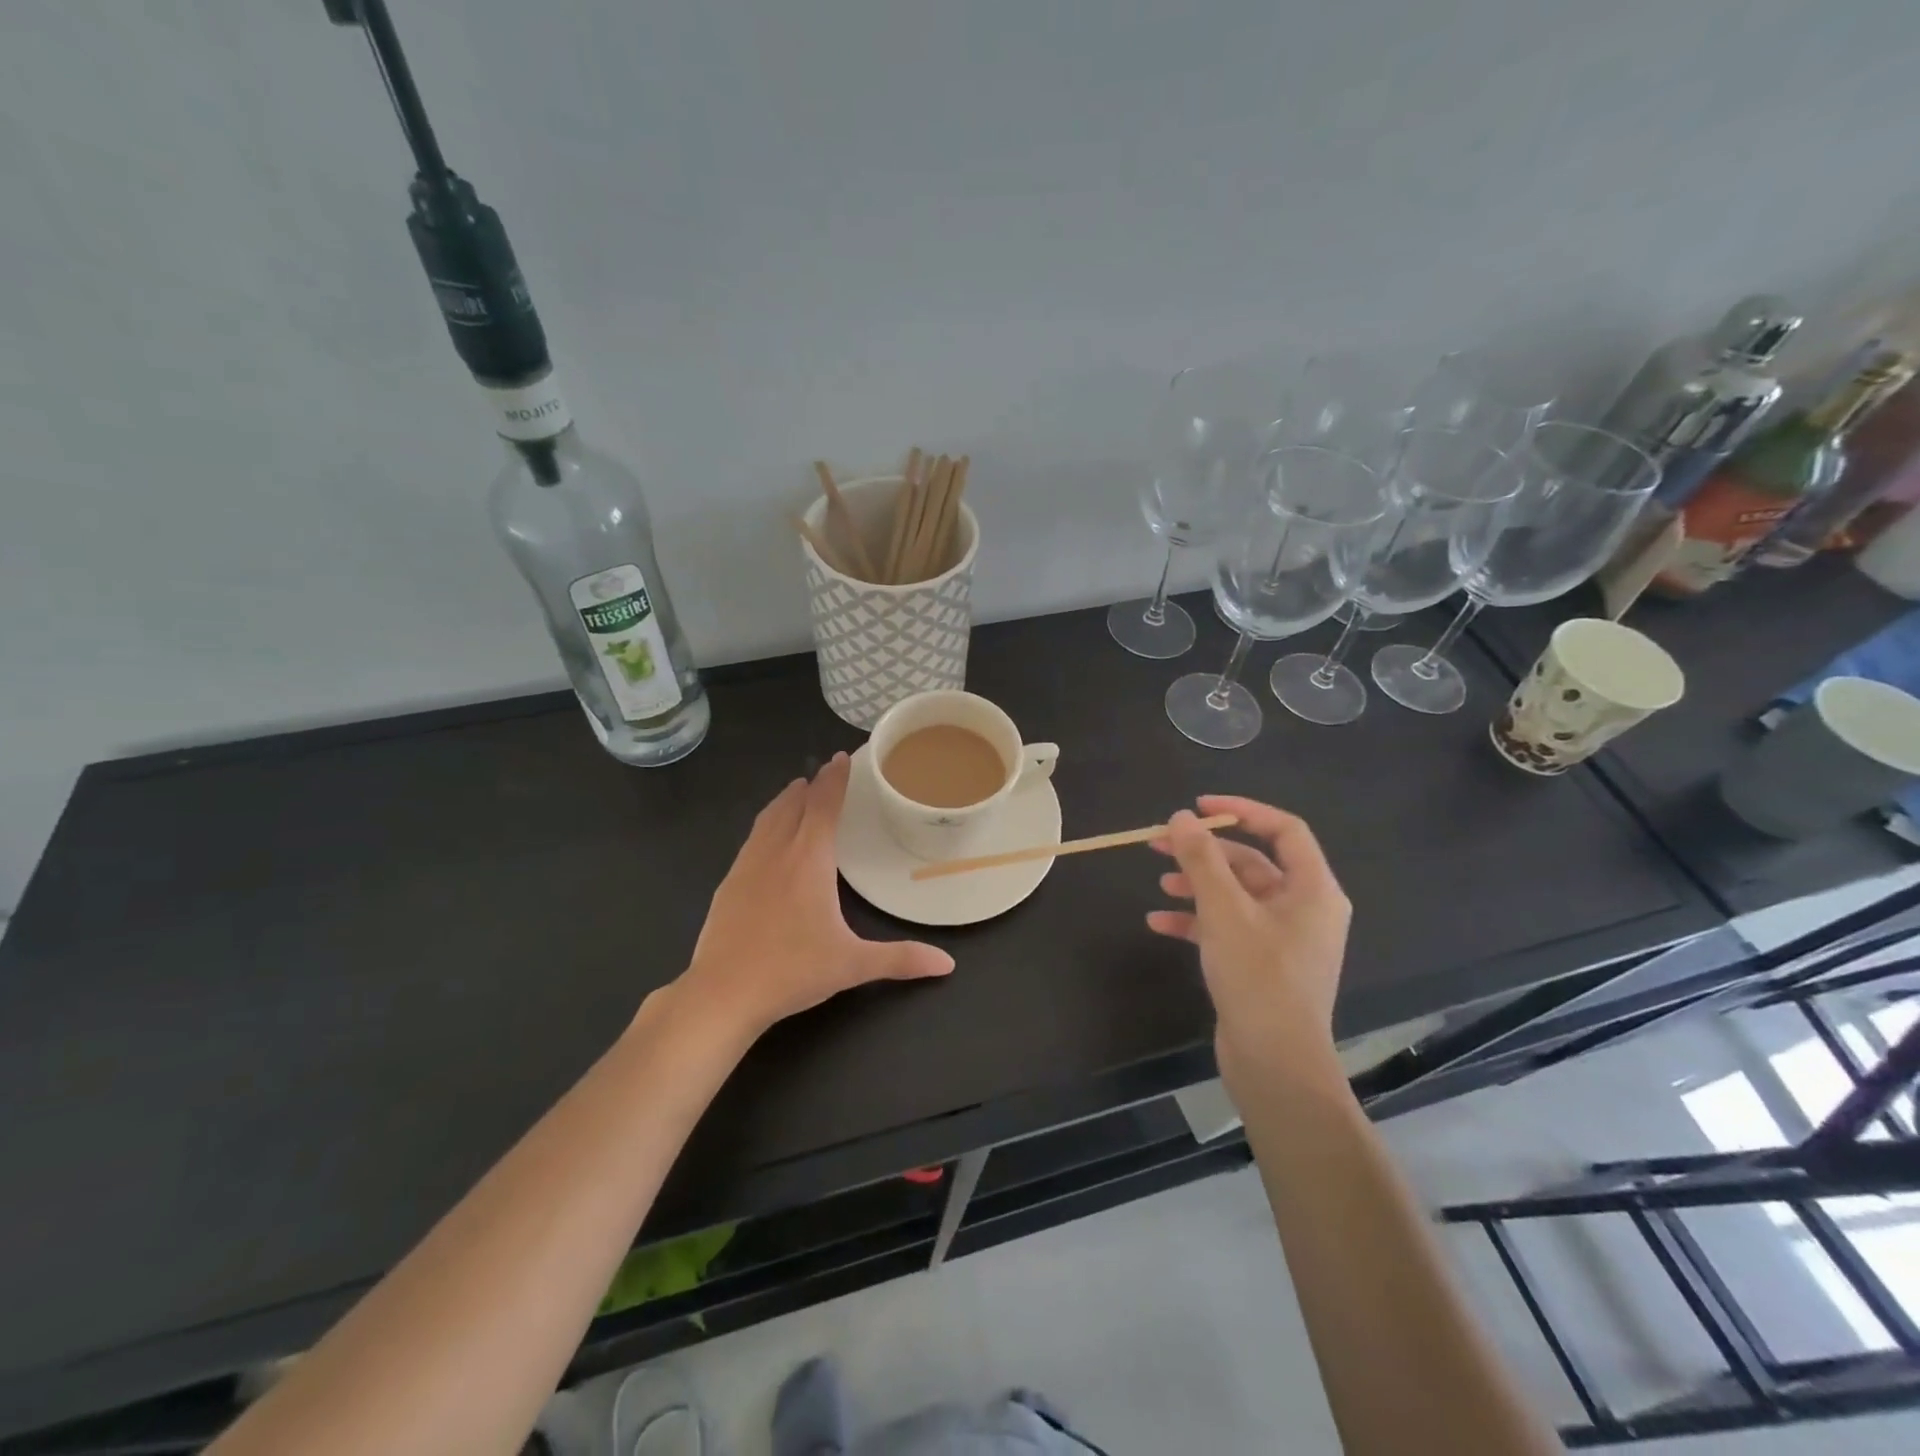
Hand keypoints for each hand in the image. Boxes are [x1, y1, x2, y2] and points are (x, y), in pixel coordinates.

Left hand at [674, 753, 953, 1039]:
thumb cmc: (792, 971)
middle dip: (810, 785)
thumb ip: (901, 959)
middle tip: (824, 772)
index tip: (841, 758)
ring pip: (767, 819)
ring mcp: (746, 867)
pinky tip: (766, 840)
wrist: (722, 993)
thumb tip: (947, 964)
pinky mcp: (727, 885)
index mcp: (809, 860)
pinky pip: (750, 840)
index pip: (823, 806)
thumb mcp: (852, 965)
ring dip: (784, 801)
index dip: (834, 780)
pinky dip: (765, 825)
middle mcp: (776, 852)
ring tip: (795, 792)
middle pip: (793, 805)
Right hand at [1149, 796, 1351, 1090]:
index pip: (1283, 830)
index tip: (1198, 806)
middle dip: (1205, 852)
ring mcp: (1283, 938)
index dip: (1241, 811)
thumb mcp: (1224, 910)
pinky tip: (1159, 923)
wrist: (1275, 1063)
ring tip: (1160, 884)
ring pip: (1236, 895)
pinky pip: (1228, 927)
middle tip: (1159, 844)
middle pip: (1252, 862)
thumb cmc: (1258, 977)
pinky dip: (1196, 920)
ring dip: (1197, 885)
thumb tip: (1182, 817)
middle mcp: (1304, 908)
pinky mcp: (1262, 964)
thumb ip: (1201, 859)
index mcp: (1312, 889)